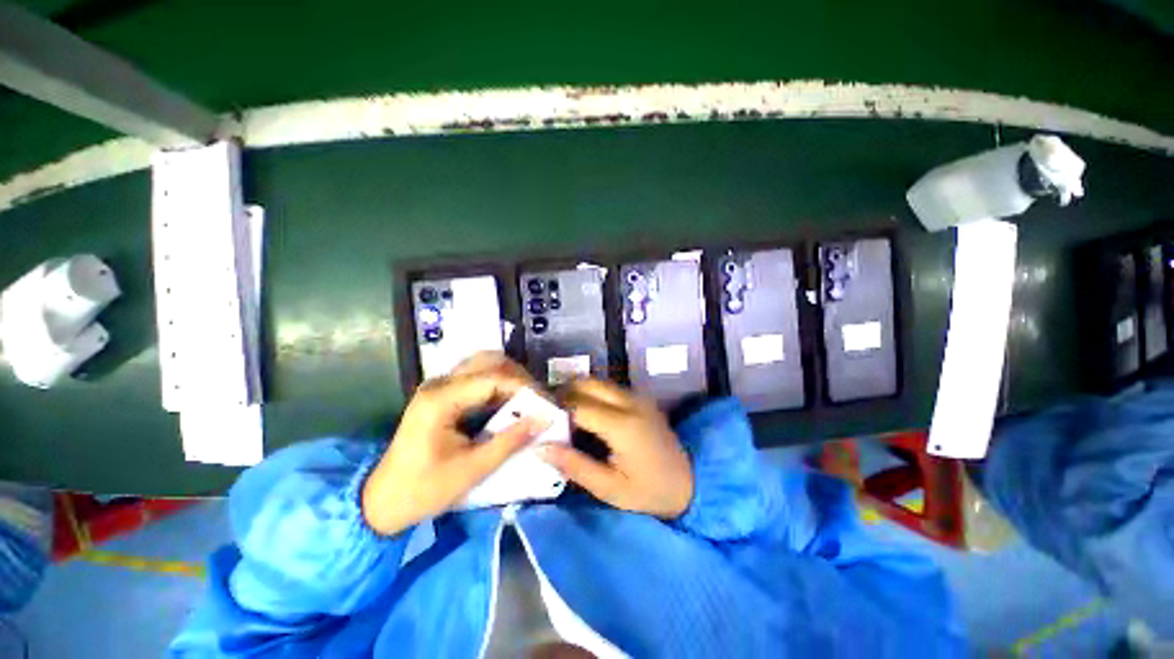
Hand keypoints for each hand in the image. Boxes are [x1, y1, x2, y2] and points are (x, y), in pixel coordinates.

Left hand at [362, 353, 545, 535]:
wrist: (381, 501)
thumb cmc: (423, 489)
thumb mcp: (471, 470)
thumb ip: (510, 441)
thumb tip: (544, 419)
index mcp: (441, 399)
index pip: (494, 378)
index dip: (524, 388)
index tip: (546, 404)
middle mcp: (439, 383)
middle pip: (489, 361)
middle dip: (519, 377)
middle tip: (538, 400)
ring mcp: (440, 385)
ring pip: (484, 364)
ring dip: (510, 377)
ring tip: (528, 400)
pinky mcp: (443, 393)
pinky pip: (477, 377)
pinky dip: (499, 384)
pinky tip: (510, 402)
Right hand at [541, 379, 693, 518]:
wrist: (689, 483)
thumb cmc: (649, 492)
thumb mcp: (609, 488)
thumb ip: (574, 465)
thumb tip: (540, 446)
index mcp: (623, 425)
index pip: (579, 406)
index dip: (555, 410)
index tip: (537, 421)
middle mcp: (631, 402)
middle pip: (588, 383)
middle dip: (563, 393)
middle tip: (548, 415)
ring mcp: (637, 397)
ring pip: (597, 382)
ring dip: (577, 391)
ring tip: (562, 414)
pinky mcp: (640, 398)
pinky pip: (608, 388)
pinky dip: (590, 394)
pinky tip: (584, 413)